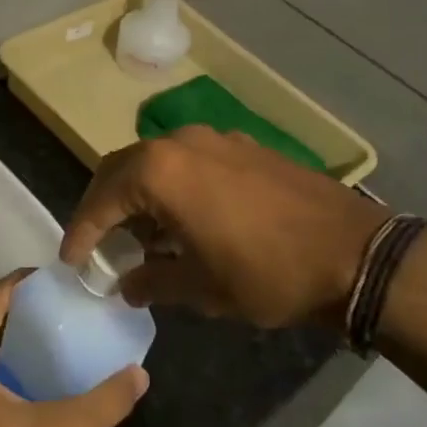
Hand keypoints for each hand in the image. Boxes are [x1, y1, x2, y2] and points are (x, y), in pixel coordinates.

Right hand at [61, 127, 388, 331]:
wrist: (354, 252)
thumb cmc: (267, 272)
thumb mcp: (202, 288)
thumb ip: (153, 281)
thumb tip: (126, 284)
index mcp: (160, 172)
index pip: (102, 199)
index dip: (82, 232)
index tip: (72, 260)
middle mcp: (181, 142)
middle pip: (122, 168)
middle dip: (105, 205)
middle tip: (98, 242)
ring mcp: (216, 138)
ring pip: (157, 161)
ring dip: (140, 194)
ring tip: (144, 237)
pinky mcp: (243, 146)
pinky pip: (190, 160)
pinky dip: (173, 186)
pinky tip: (186, 220)